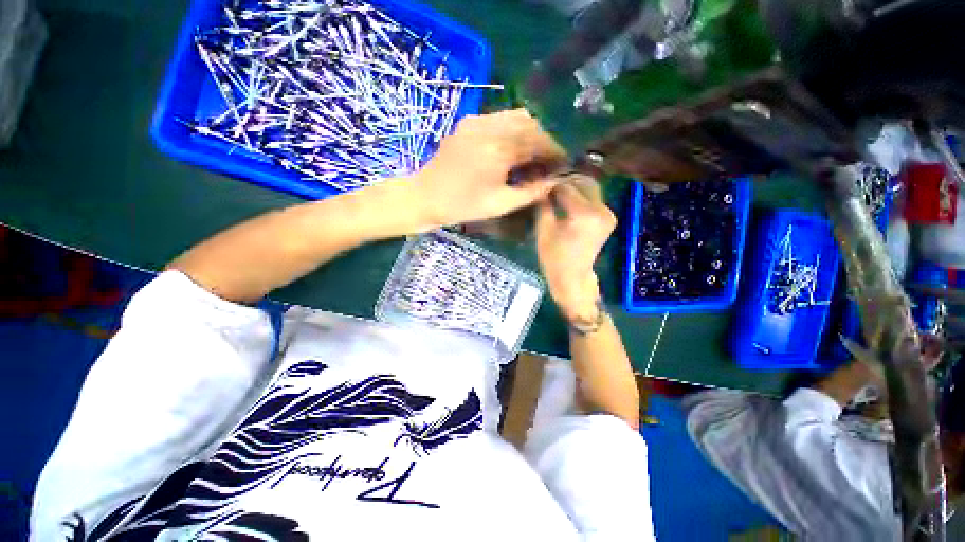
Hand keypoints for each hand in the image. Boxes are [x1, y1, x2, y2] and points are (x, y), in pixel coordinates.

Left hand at [412, 109, 566, 226]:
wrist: (425, 196)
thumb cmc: (463, 206)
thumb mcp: (500, 204)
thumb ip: (532, 192)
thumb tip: (556, 181)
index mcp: (499, 149)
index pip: (540, 141)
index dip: (556, 150)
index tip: (563, 163)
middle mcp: (490, 126)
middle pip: (532, 121)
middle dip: (545, 139)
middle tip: (549, 159)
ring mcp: (477, 120)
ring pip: (517, 116)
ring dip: (531, 133)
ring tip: (533, 155)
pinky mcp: (468, 121)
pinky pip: (500, 119)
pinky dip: (514, 130)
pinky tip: (514, 148)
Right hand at [535, 175, 615, 321]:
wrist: (573, 278)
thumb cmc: (554, 257)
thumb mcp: (543, 230)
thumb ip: (544, 205)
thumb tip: (543, 188)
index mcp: (583, 213)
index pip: (566, 187)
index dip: (552, 185)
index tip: (541, 185)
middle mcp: (601, 209)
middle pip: (583, 182)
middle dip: (566, 181)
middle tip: (550, 185)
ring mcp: (608, 213)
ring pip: (591, 188)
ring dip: (575, 186)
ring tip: (557, 191)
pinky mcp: (609, 218)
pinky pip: (595, 198)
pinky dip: (582, 195)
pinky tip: (568, 199)